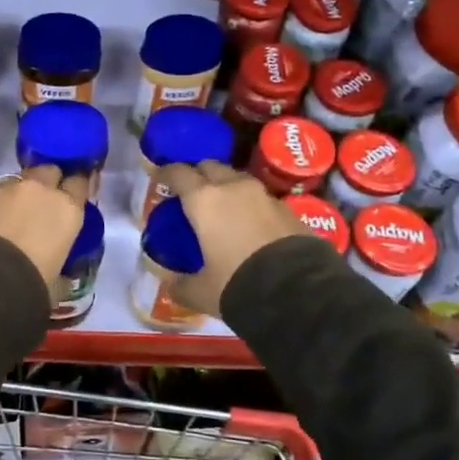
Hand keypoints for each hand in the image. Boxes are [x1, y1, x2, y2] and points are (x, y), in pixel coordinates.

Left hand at [0, 165, 89, 288]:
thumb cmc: (30, 285)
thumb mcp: (57, 281)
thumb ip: (62, 269)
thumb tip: (61, 276)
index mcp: (67, 209)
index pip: (80, 182)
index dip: (75, 188)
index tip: (71, 197)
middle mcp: (39, 189)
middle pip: (48, 171)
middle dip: (46, 183)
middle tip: (40, 206)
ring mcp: (4, 188)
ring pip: (15, 182)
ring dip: (15, 196)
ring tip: (6, 219)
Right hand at [159, 161, 308, 314]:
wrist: (298, 293)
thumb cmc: (237, 285)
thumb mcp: (201, 292)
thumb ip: (181, 285)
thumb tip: (171, 285)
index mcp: (204, 200)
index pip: (178, 173)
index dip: (166, 173)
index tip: (160, 178)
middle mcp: (233, 188)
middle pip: (210, 166)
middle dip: (199, 174)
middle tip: (192, 193)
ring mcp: (264, 195)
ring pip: (238, 179)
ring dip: (227, 187)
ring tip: (222, 208)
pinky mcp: (289, 209)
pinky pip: (262, 199)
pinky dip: (251, 205)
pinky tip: (251, 225)